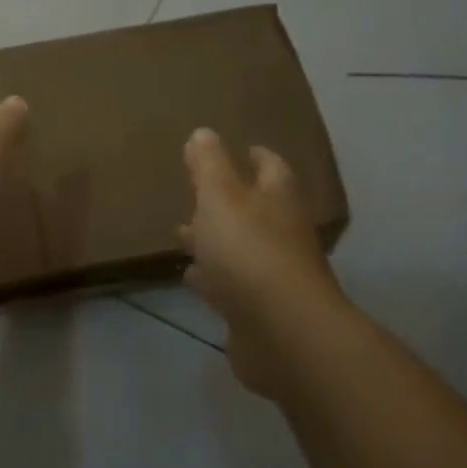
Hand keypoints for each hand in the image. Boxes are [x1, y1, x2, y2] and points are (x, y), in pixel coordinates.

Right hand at [180, 128, 344, 397]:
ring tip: (184, 232)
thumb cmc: (249, 252)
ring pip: (240, 248)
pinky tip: (192, 276)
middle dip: (229, 200)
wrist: (282, 335)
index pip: (271, 168)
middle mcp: (282, 234)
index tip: (243, 149)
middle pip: (256, 209)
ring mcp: (273, 276)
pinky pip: (231, 286)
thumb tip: (204, 132)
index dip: (256, 157)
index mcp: (277, 200)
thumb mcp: (220, 197)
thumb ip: (209, 165)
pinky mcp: (259, 312)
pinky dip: (213, 278)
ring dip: (216, 240)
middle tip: (199, 191)